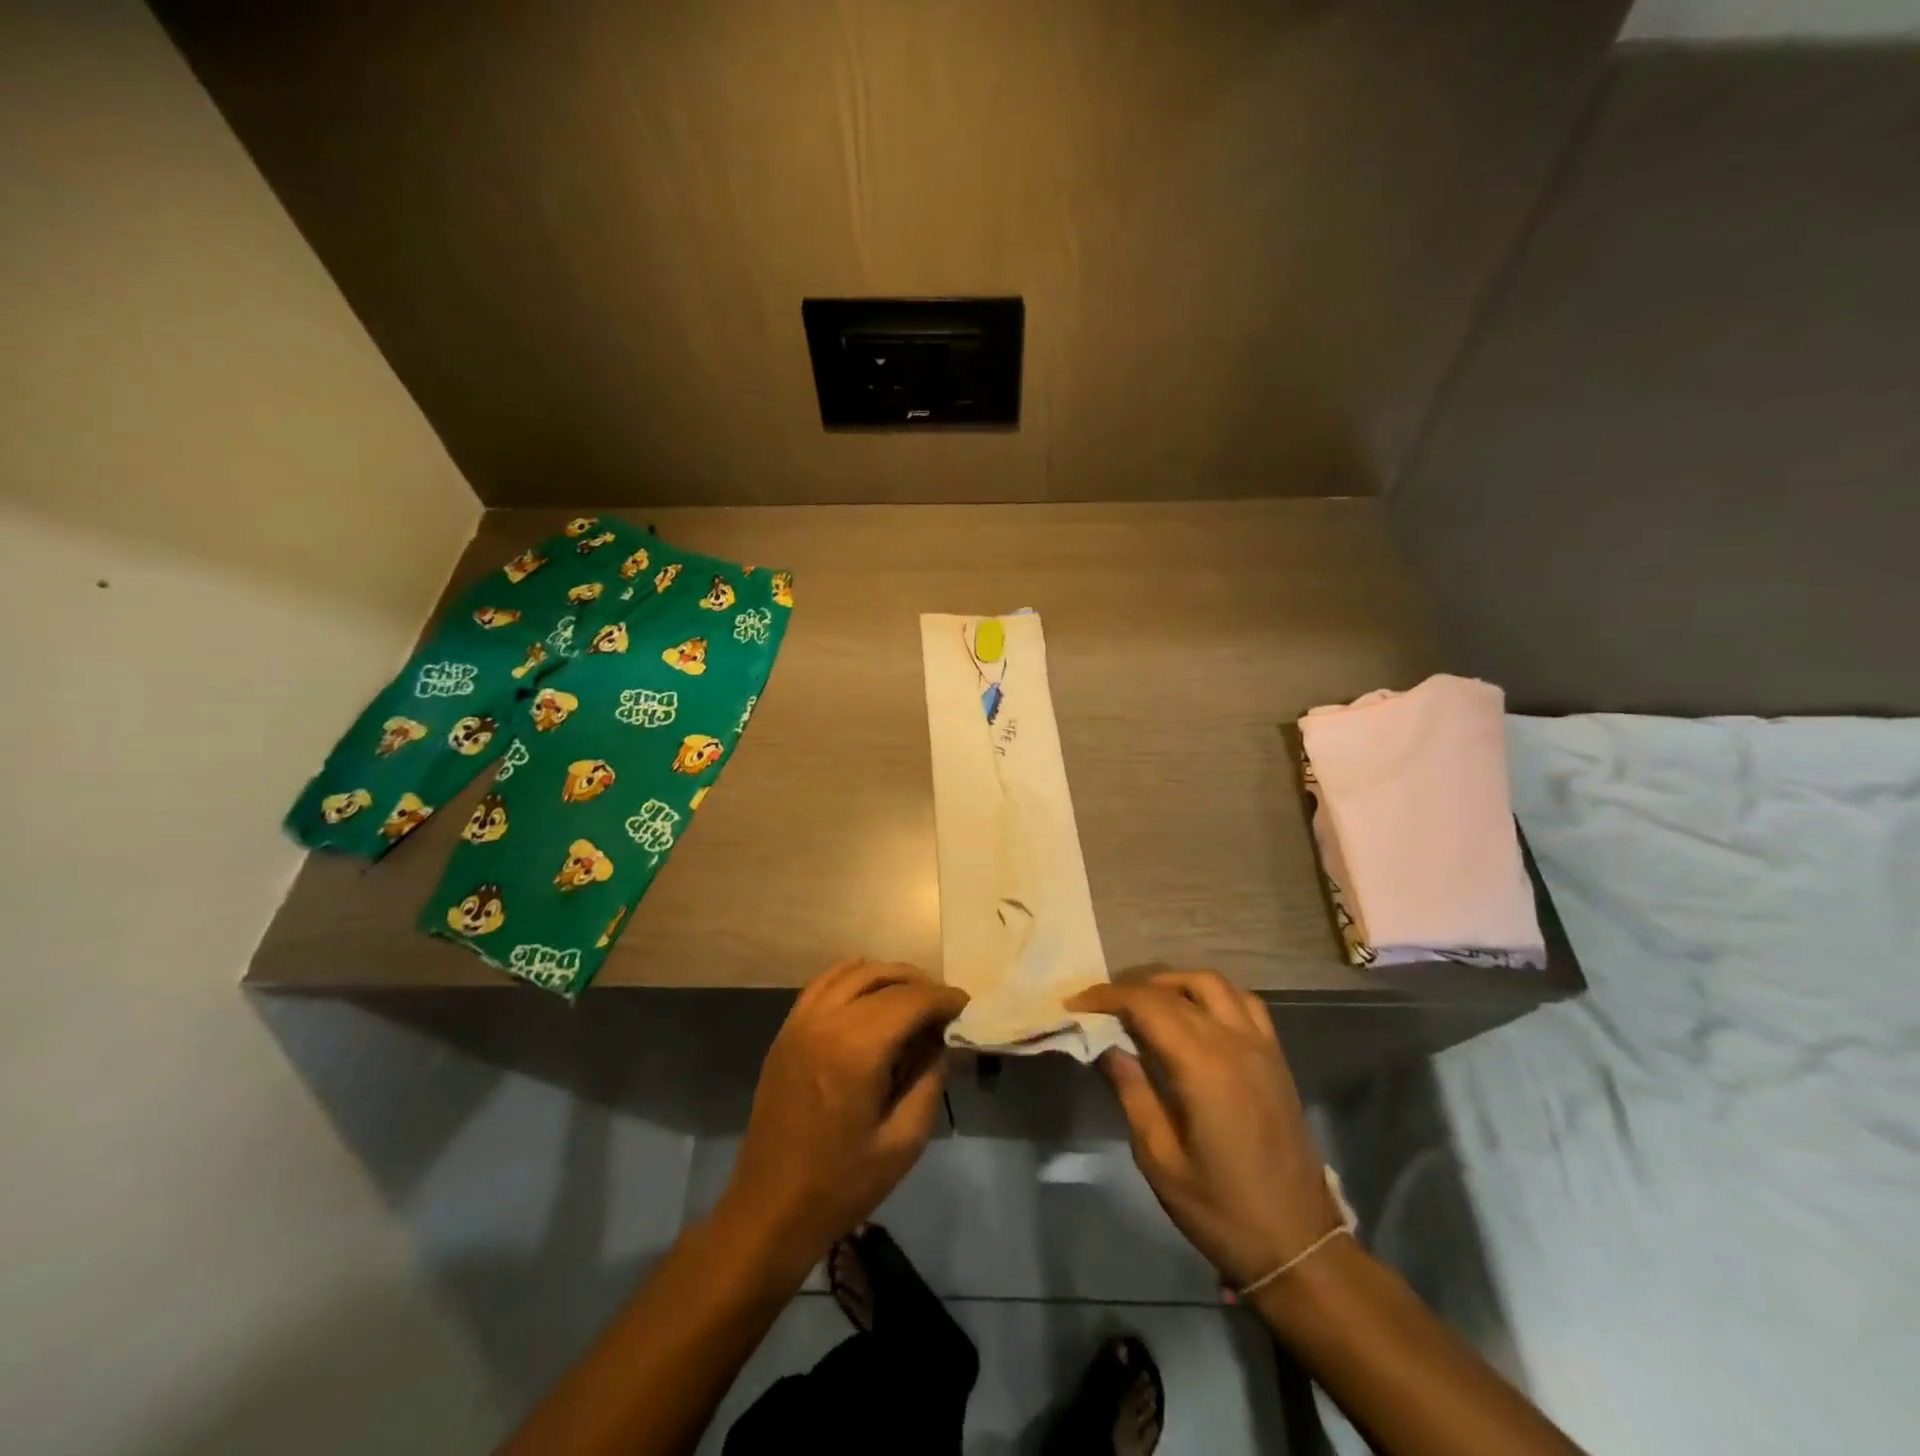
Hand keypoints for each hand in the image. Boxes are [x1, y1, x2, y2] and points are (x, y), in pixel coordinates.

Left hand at [715, 959, 968, 1281]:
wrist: (769, 1209)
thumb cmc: (841, 1184)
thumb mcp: (904, 1141)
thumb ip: (930, 1080)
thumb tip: (944, 1040)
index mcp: (856, 1049)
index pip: (911, 1000)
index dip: (944, 998)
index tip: (967, 1006)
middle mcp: (826, 1021)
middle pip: (884, 978)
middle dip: (921, 985)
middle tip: (945, 1007)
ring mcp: (801, 1021)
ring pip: (853, 971)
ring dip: (889, 976)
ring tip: (914, 998)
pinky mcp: (786, 1030)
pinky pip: (824, 982)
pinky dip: (854, 977)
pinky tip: (872, 996)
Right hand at [1069, 970, 1339, 1288]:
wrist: (1299, 1246)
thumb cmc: (1221, 1210)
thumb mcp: (1160, 1159)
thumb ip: (1132, 1093)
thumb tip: (1106, 1047)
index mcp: (1203, 1066)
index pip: (1147, 1004)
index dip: (1107, 996)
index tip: (1076, 1003)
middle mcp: (1234, 1042)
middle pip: (1175, 989)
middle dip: (1132, 988)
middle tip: (1101, 1006)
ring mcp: (1261, 1046)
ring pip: (1212, 984)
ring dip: (1173, 982)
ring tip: (1144, 1002)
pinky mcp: (1276, 1058)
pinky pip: (1244, 1002)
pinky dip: (1212, 995)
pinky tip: (1195, 1014)